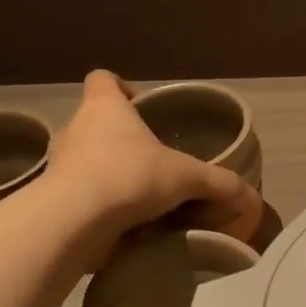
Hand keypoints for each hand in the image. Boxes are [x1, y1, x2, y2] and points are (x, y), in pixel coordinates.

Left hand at [44, 71, 258, 247]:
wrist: (72, 222)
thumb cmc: (130, 177)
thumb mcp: (187, 178)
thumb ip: (220, 184)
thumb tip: (252, 198)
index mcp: (105, 108)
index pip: (103, 80)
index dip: (121, 88)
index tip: (139, 105)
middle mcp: (77, 129)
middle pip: (97, 124)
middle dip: (123, 141)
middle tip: (153, 162)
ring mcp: (59, 166)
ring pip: (87, 162)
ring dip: (110, 176)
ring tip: (141, 200)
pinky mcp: (52, 200)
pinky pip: (80, 197)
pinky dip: (99, 208)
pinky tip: (124, 226)